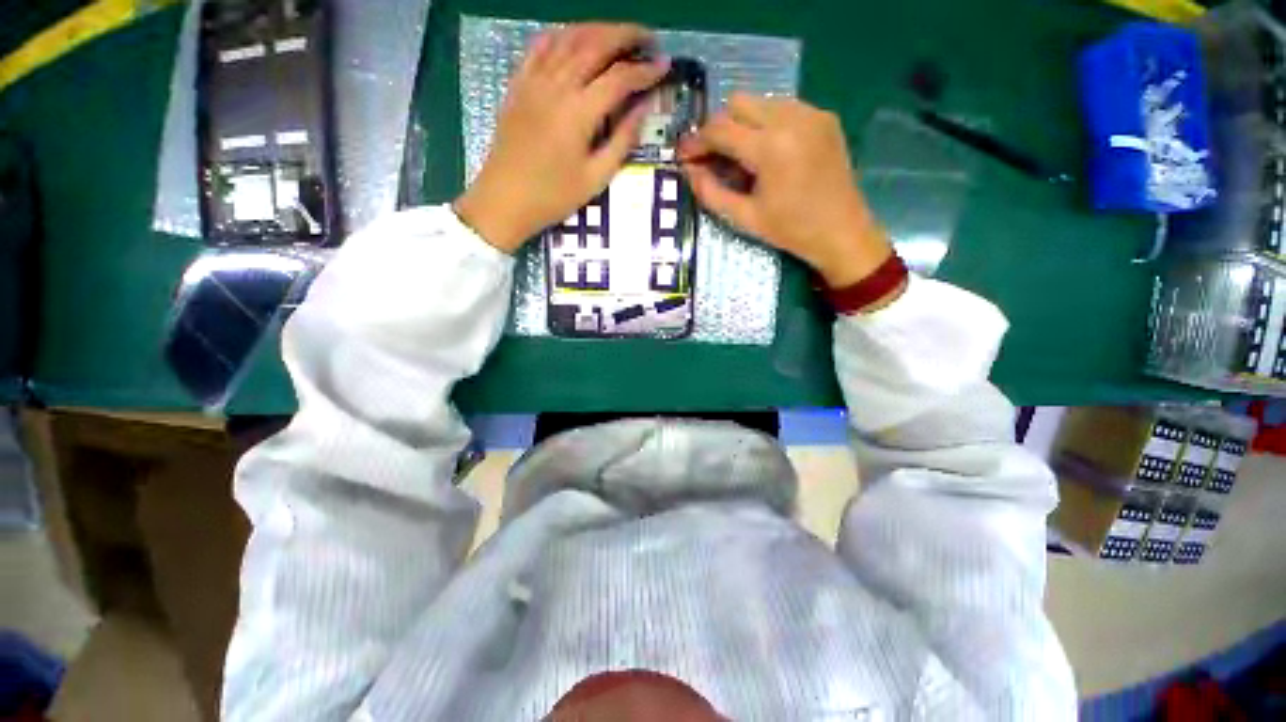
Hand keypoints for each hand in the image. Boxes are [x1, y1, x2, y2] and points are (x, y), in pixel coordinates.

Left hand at [454, 24, 668, 252]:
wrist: (505, 199)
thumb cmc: (553, 196)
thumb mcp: (595, 178)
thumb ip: (622, 141)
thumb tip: (643, 110)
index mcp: (579, 112)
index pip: (619, 78)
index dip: (645, 70)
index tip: (664, 66)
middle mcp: (557, 85)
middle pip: (595, 44)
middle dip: (626, 35)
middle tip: (647, 38)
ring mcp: (534, 80)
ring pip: (568, 38)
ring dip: (597, 29)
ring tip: (618, 34)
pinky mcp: (518, 84)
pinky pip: (540, 46)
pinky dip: (561, 35)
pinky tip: (574, 37)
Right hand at [678, 95, 893, 289]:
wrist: (842, 231)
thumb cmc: (791, 230)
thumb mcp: (744, 218)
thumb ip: (711, 192)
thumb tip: (689, 171)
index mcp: (770, 147)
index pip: (720, 129)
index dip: (697, 141)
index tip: (685, 155)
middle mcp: (791, 118)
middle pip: (738, 103)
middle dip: (719, 128)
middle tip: (713, 157)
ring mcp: (811, 113)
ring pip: (760, 102)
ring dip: (742, 124)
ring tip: (741, 156)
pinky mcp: (824, 117)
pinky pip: (784, 107)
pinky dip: (766, 123)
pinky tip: (767, 151)